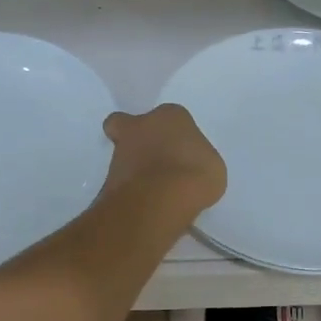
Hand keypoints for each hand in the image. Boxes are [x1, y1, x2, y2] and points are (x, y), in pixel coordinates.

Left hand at [101, 105, 226, 215]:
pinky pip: (120, 182)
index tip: (182, 152)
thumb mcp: (212, 167)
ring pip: (122, 154)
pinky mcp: (108, 178)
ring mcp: (120, 151)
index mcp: (171, 115)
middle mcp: (141, 125)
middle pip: (130, 125)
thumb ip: (196, 161)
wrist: (159, 199)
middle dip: (137, 139)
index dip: (175, 134)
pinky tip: (146, 205)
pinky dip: (130, 191)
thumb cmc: (194, 173)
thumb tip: (187, 170)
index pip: (171, 118)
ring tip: (154, 193)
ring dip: (134, 168)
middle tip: (154, 161)